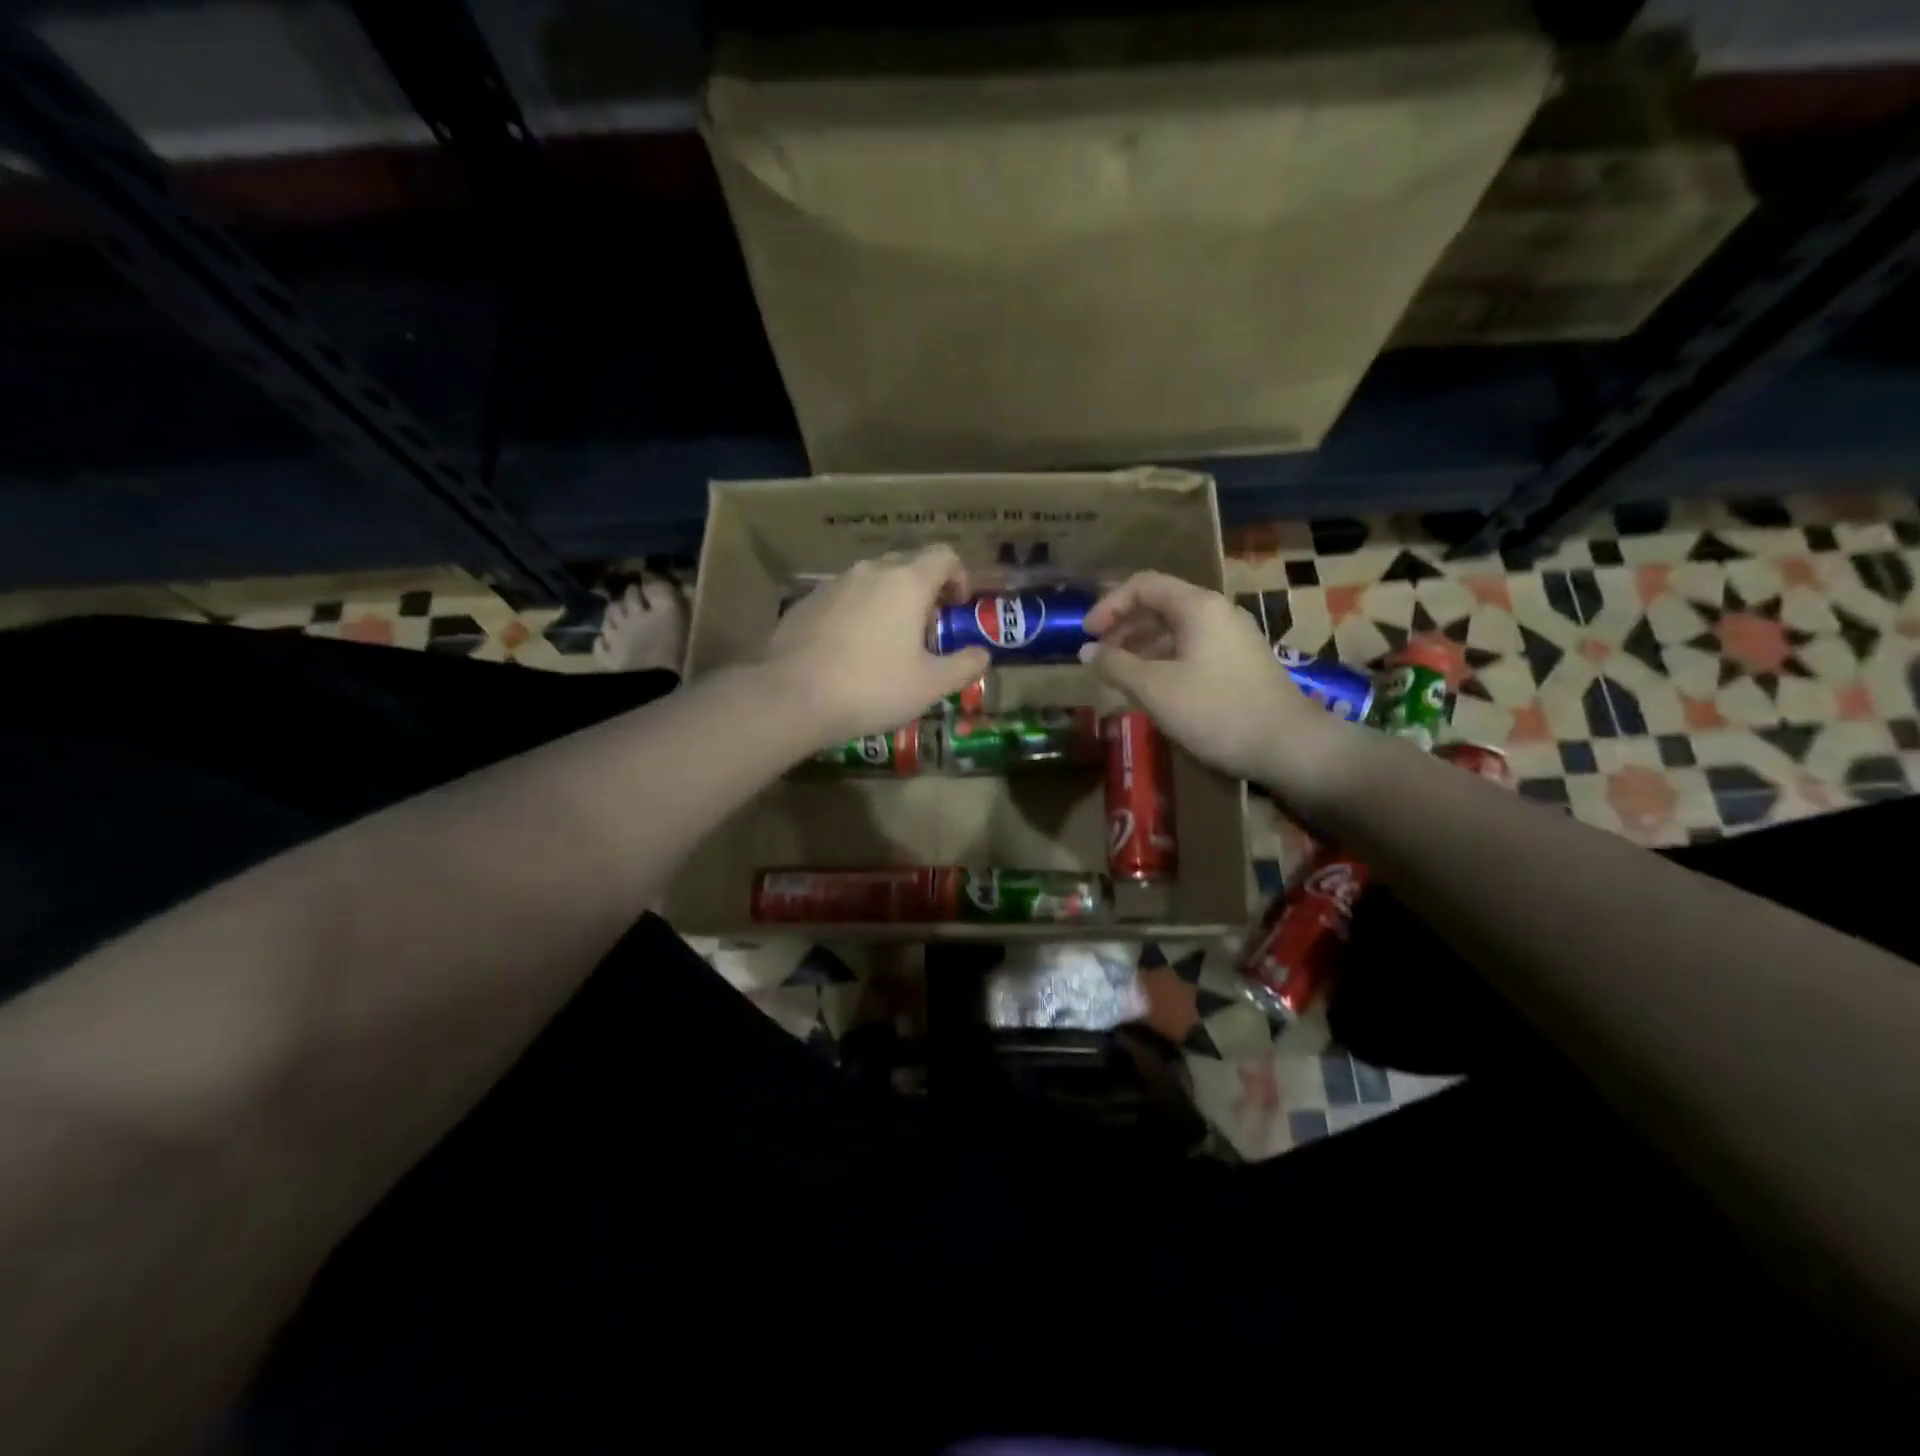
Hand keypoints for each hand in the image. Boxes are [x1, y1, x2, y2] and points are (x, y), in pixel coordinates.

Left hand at [764, 546, 990, 747]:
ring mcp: (833, 584)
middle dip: (924, 590)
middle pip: (907, 564)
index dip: (959, 576)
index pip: (944, 555)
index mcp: (907, 582)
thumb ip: (964, 665)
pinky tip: (850, 651)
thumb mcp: (930, 685)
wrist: (792, 696)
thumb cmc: (872, 687)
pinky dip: (857, 614)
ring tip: (887, 642)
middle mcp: (870, 571)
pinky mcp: (805, 603)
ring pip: (872, 581)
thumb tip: (982, 654)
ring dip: (888, 601)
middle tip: (926, 629)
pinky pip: (843, 598)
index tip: (957, 607)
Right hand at [1080, 571, 1354, 796]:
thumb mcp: (1155, 689)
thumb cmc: (1216, 711)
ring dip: (1142, 646)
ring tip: (1120, 676)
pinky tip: (1153, 689)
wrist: (1289, 746)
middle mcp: (1217, 612)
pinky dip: (1164, 660)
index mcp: (1197, 607)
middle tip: (1099, 657)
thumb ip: (1116, 665)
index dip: (1109, 605)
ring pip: (1176, 630)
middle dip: (1124, 627)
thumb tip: (1086, 651)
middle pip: (1160, 605)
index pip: (1143, 585)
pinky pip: (1192, 649)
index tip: (1087, 635)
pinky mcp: (1240, 663)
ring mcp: (1232, 638)